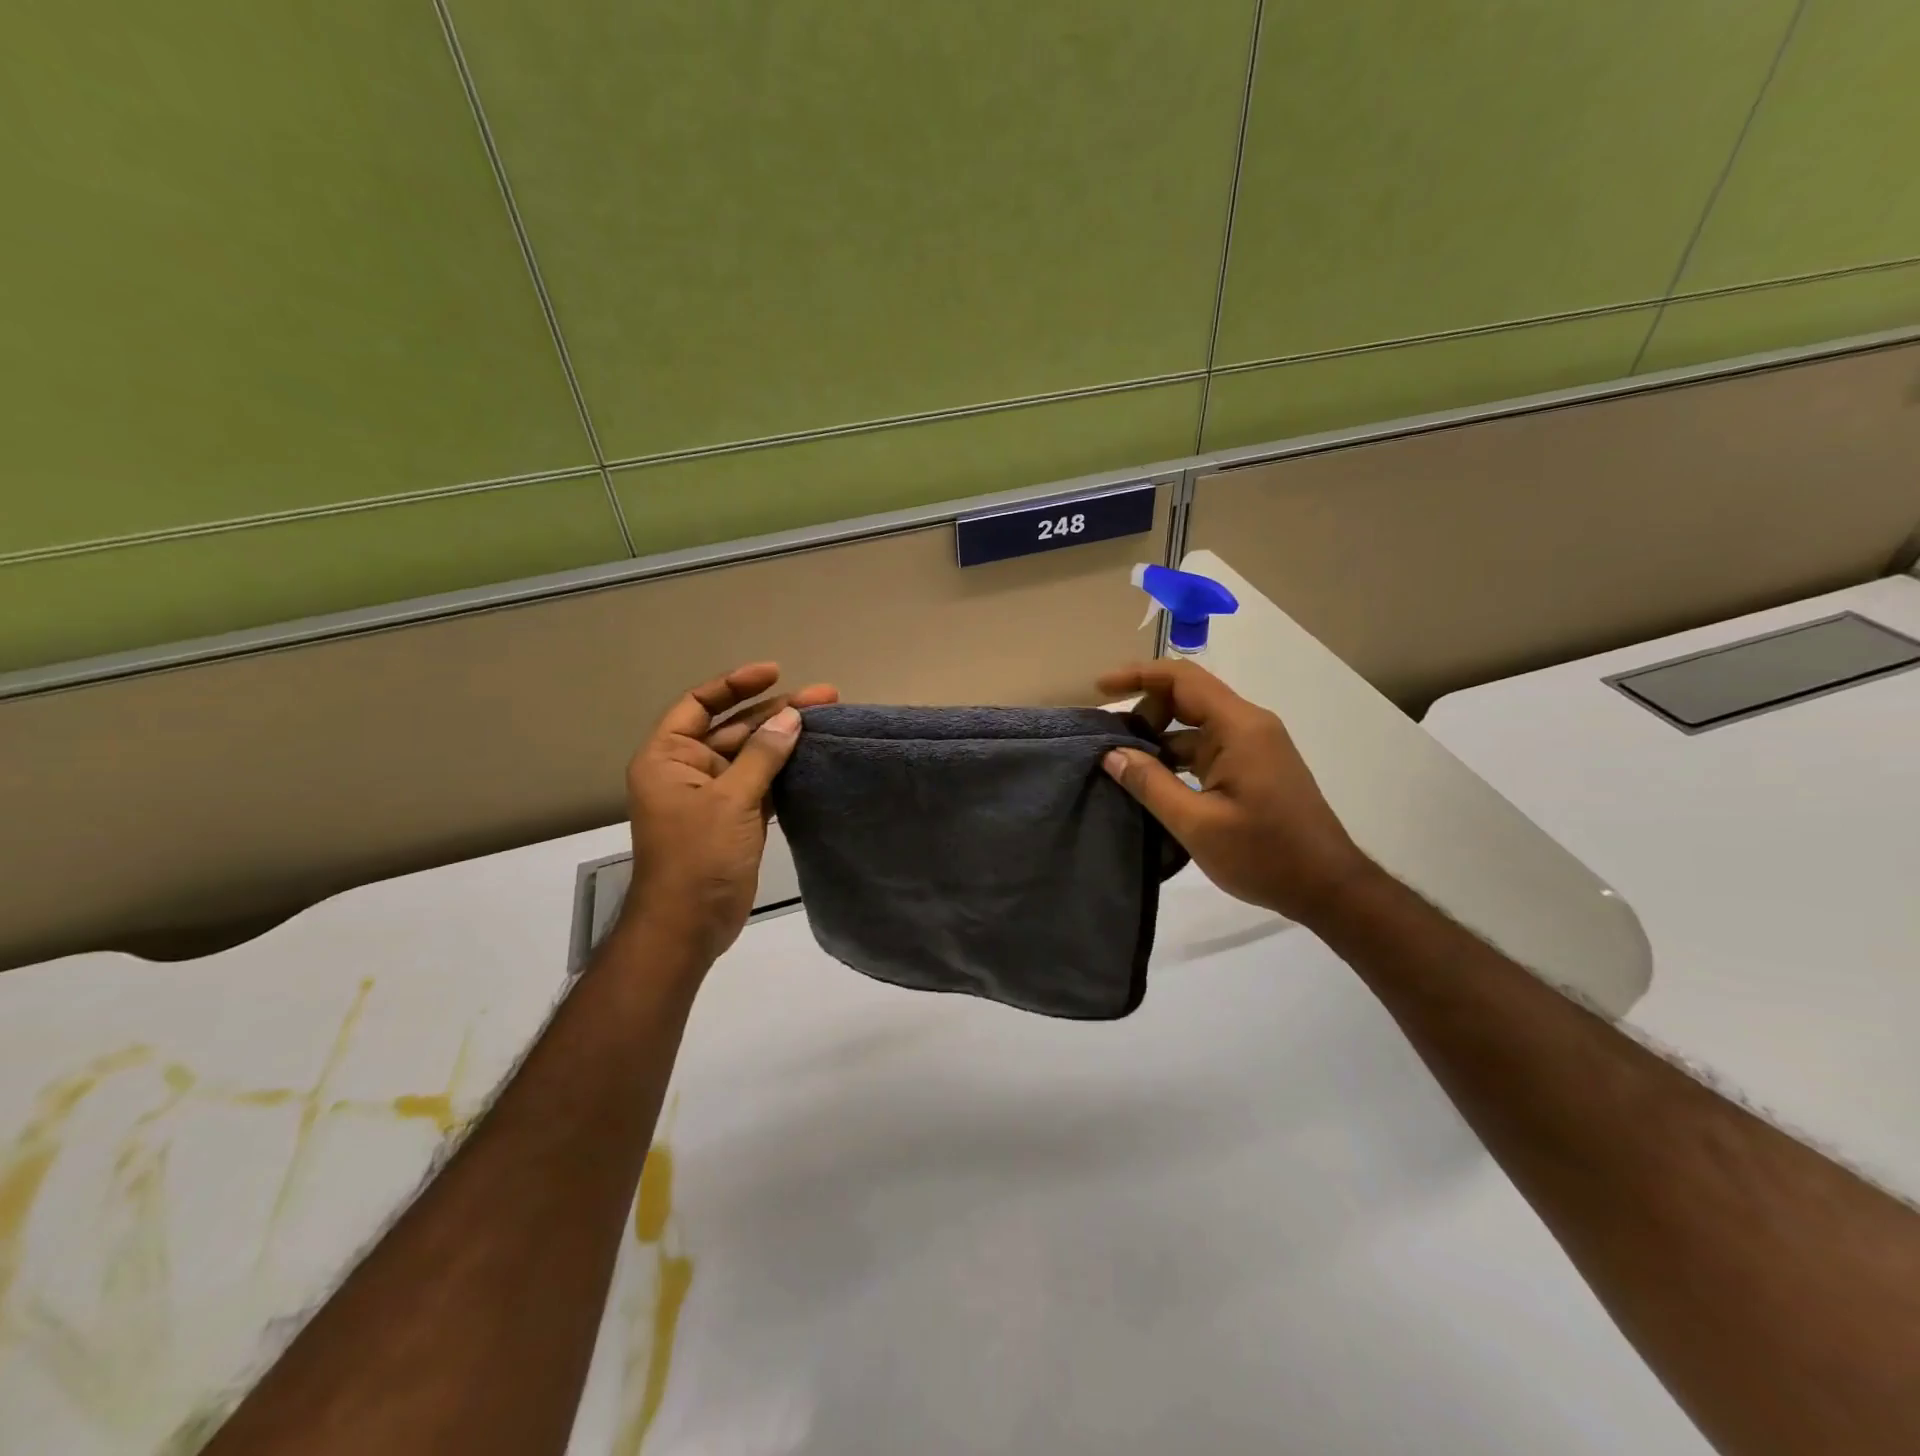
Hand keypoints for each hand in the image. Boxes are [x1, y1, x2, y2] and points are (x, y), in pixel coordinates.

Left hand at [620, 663, 837, 966]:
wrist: (689, 925)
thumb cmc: (698, 857)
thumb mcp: (730, 800)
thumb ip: (763, 756)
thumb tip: (792, 717)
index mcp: (668, 758)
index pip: (699, 704)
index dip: (735, 685)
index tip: (775, 672)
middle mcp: (688, 770)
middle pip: (734, 728)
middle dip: (775, 712)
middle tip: (824, 697)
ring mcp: (714, 795)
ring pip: (753, 756)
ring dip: (785, 739)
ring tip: (828, 719)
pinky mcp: (737, 817)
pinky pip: (763, 782)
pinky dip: (786, 769)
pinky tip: (816, 756)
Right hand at [1097, 659, 1370, 924]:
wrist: (1328, 887)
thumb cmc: (1265, 854)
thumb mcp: (1197, 824)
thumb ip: (1150, 784)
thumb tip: (1111, 754)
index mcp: (1239, 727)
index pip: (1182, 679)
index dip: (1138, 675)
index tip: (1100, 688)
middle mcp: (1249, 725)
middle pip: (1187, 697)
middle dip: (1145, 710)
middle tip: (1111, 742)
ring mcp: (1254, 746)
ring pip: (1195, 725)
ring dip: (1159, 738)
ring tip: (1122, 765)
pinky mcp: (1254, 767)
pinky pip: (1207, 747)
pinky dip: (1176, 756)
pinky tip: (1154, 782)